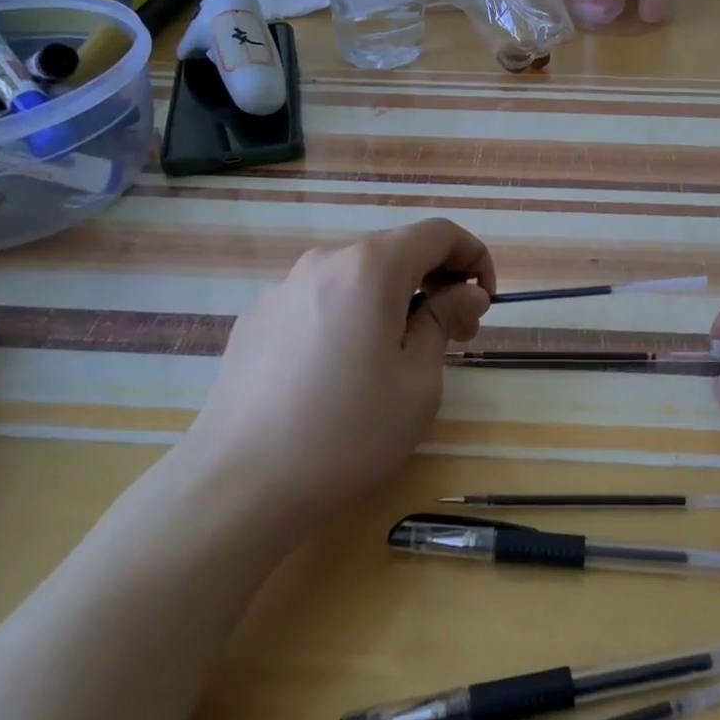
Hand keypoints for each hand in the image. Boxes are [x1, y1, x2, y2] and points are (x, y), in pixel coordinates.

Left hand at [171, 220, 494, 525]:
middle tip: (454, 335)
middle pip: (396, 251)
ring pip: (356, 276)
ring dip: (392, 300)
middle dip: (436, 281)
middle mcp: (324, 262)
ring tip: (398, 356)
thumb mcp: (418, 382)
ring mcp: (283, 289)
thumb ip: (444, 321)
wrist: (235, 487)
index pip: (438, 233)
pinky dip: (350, 316)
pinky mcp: (257, 319)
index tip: (483, 302)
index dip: (473, 257)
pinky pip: (320, 301)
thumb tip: (465, 294)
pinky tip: (342, 371)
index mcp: (370, 267)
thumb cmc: (346, 434)